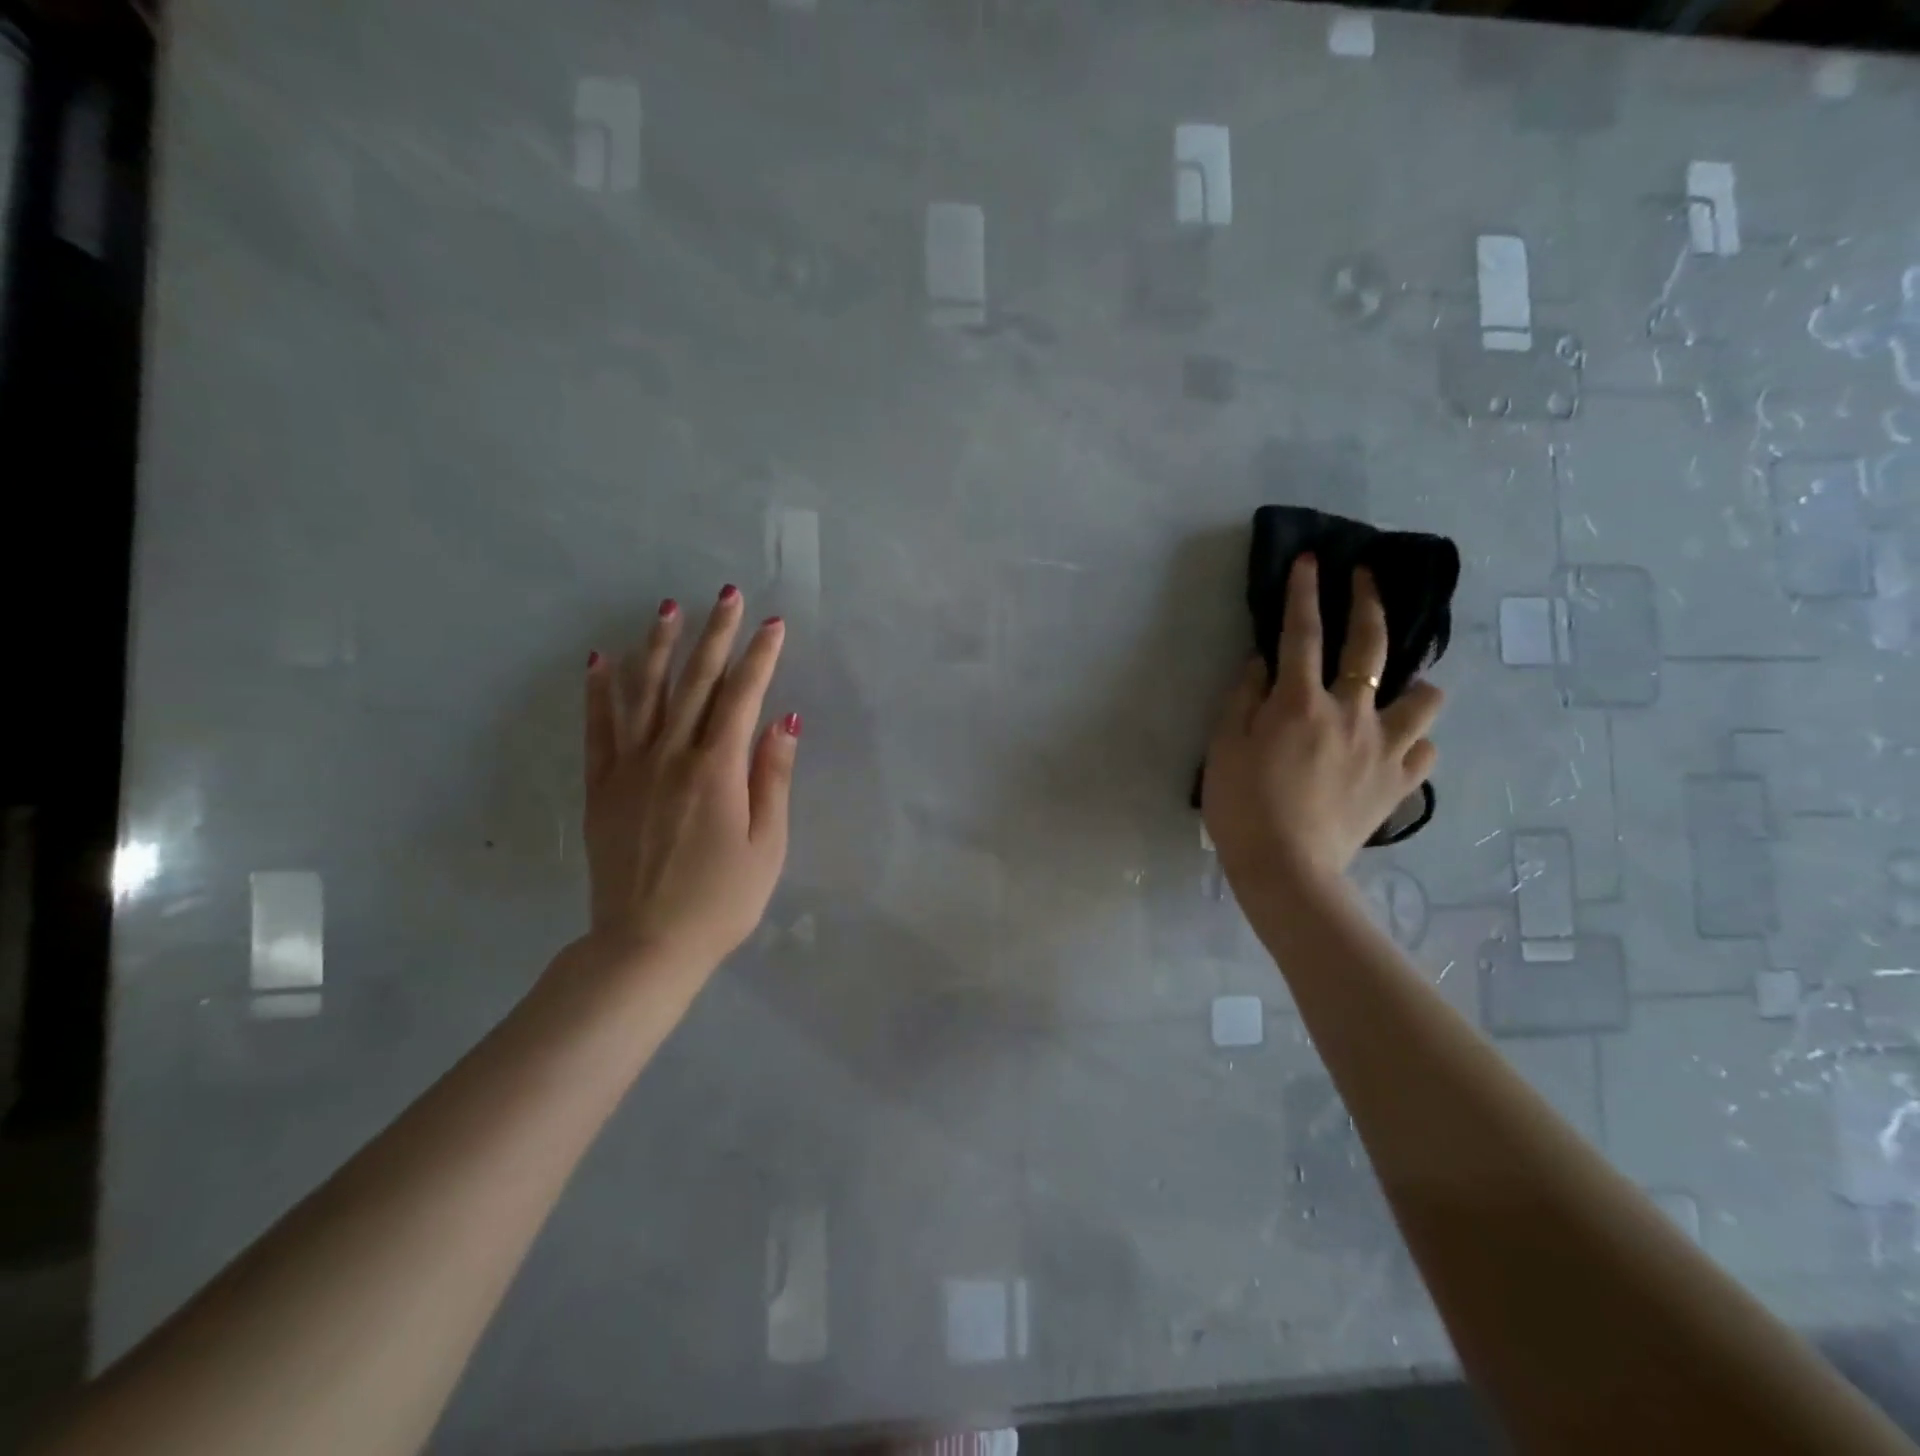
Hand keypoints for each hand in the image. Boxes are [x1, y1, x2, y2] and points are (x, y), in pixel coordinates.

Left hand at [581, 585, 798, 973]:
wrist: (646, 945)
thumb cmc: (721, 900)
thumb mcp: (767, 844)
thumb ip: (773, 777)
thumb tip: (784, 719)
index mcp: (717, 769)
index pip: (743, 696)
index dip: (760, 657)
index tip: (773, 624)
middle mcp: (672, 755)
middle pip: (697, 683)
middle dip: (716, 635)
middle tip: (726, 595)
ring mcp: (630, 768)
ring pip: (645, 693)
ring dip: (658, 648)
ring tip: (667, 609)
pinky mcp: (601, 787)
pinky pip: (598, 729)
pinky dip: (599, 692)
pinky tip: (600, 660)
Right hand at [1203, 556, 1443, 892]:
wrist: (1286, 870)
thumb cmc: (1242, 807)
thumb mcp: (1223, 748)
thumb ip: (1242, 699)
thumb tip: (1261, 664)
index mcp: (1299, 703)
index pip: (1301, 633)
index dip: (1304, 593)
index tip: (1310, 561)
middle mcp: (1350, 714)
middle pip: (1371, 646)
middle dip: (1369, 603)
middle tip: (1366, 578)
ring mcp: (1384, 748)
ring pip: (1425, 697)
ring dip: (1413, 684)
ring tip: (1395, 690)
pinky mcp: (1400, 784)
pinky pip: (1425, 750)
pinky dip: (1414, 740)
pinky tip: (1397, 745)